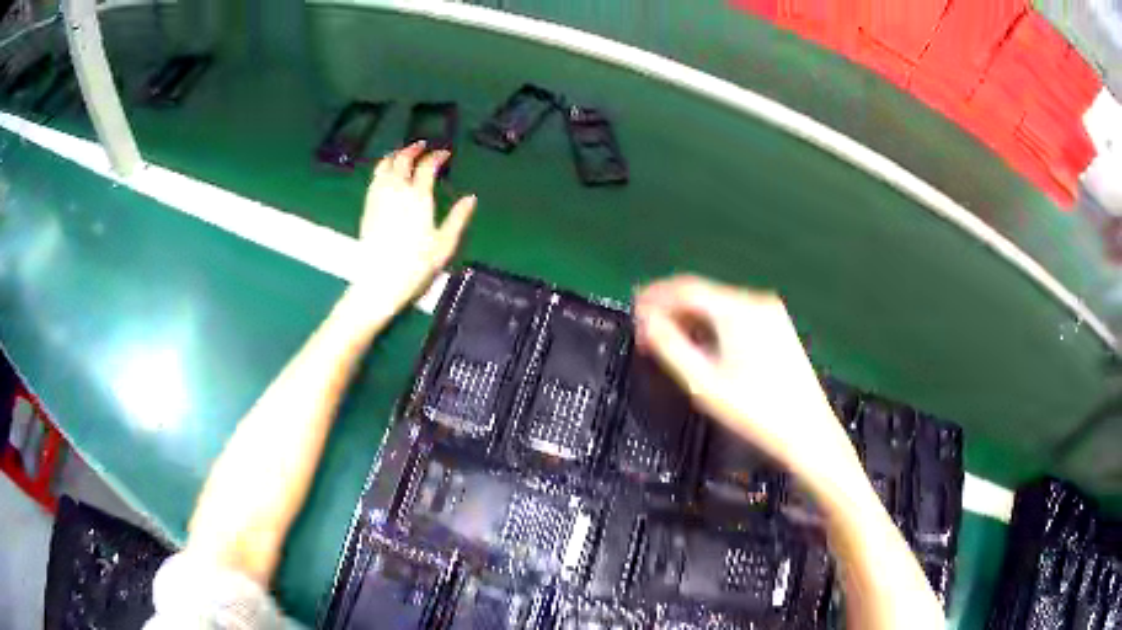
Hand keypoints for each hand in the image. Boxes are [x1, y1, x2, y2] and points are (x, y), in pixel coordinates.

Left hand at [353, 141, 476, 309]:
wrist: (380, 282)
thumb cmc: (415, 266)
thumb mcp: (444, 245)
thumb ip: (457, 218)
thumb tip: (470, 199)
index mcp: (418, 198)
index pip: (427, 166)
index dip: (437, 156)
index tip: (445, 154)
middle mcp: (396, 192)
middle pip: (402, 159)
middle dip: (413, 149)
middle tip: (422, 146)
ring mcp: (378, 198)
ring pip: (384, 165)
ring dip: (395, 155)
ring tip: (403, 153)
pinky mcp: (367, 208)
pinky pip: (374, 178)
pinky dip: (382, 168)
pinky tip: (386, 173)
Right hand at [635, 275, 855, 481]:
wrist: (807, 432)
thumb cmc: (755, 411)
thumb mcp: (705, 383)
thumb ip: (671, 347)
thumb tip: (646, 321)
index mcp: (739, 310)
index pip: (687, 288)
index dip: (655, 297)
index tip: (633, 311)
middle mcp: (756, 302)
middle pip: (703, 295)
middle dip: (671, 310)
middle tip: (645, 333)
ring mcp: (771, 314)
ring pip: (718, 306)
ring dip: (690, 319)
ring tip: (667, 342)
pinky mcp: (778, 328)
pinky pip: (735, 317)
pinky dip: (712, 327)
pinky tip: (700, 346)